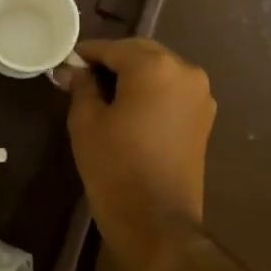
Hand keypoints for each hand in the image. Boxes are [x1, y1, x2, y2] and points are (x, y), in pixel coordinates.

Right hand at [65, 38, 213, 270]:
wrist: (157, 223)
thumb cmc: (115, 167)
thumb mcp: (86, 122)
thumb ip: (81, 86)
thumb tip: (71, 69)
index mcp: (154, 66)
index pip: (112, 48)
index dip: (86, 55)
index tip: (66, 65)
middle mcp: (184, 70)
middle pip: (140, 53)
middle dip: (112, 62)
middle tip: (83, 80)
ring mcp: (200, 94)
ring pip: (158, 69)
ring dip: (133, 75)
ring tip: (105, 96)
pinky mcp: (204, 117)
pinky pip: (172, 90)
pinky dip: (151, 91)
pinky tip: (130, 109)